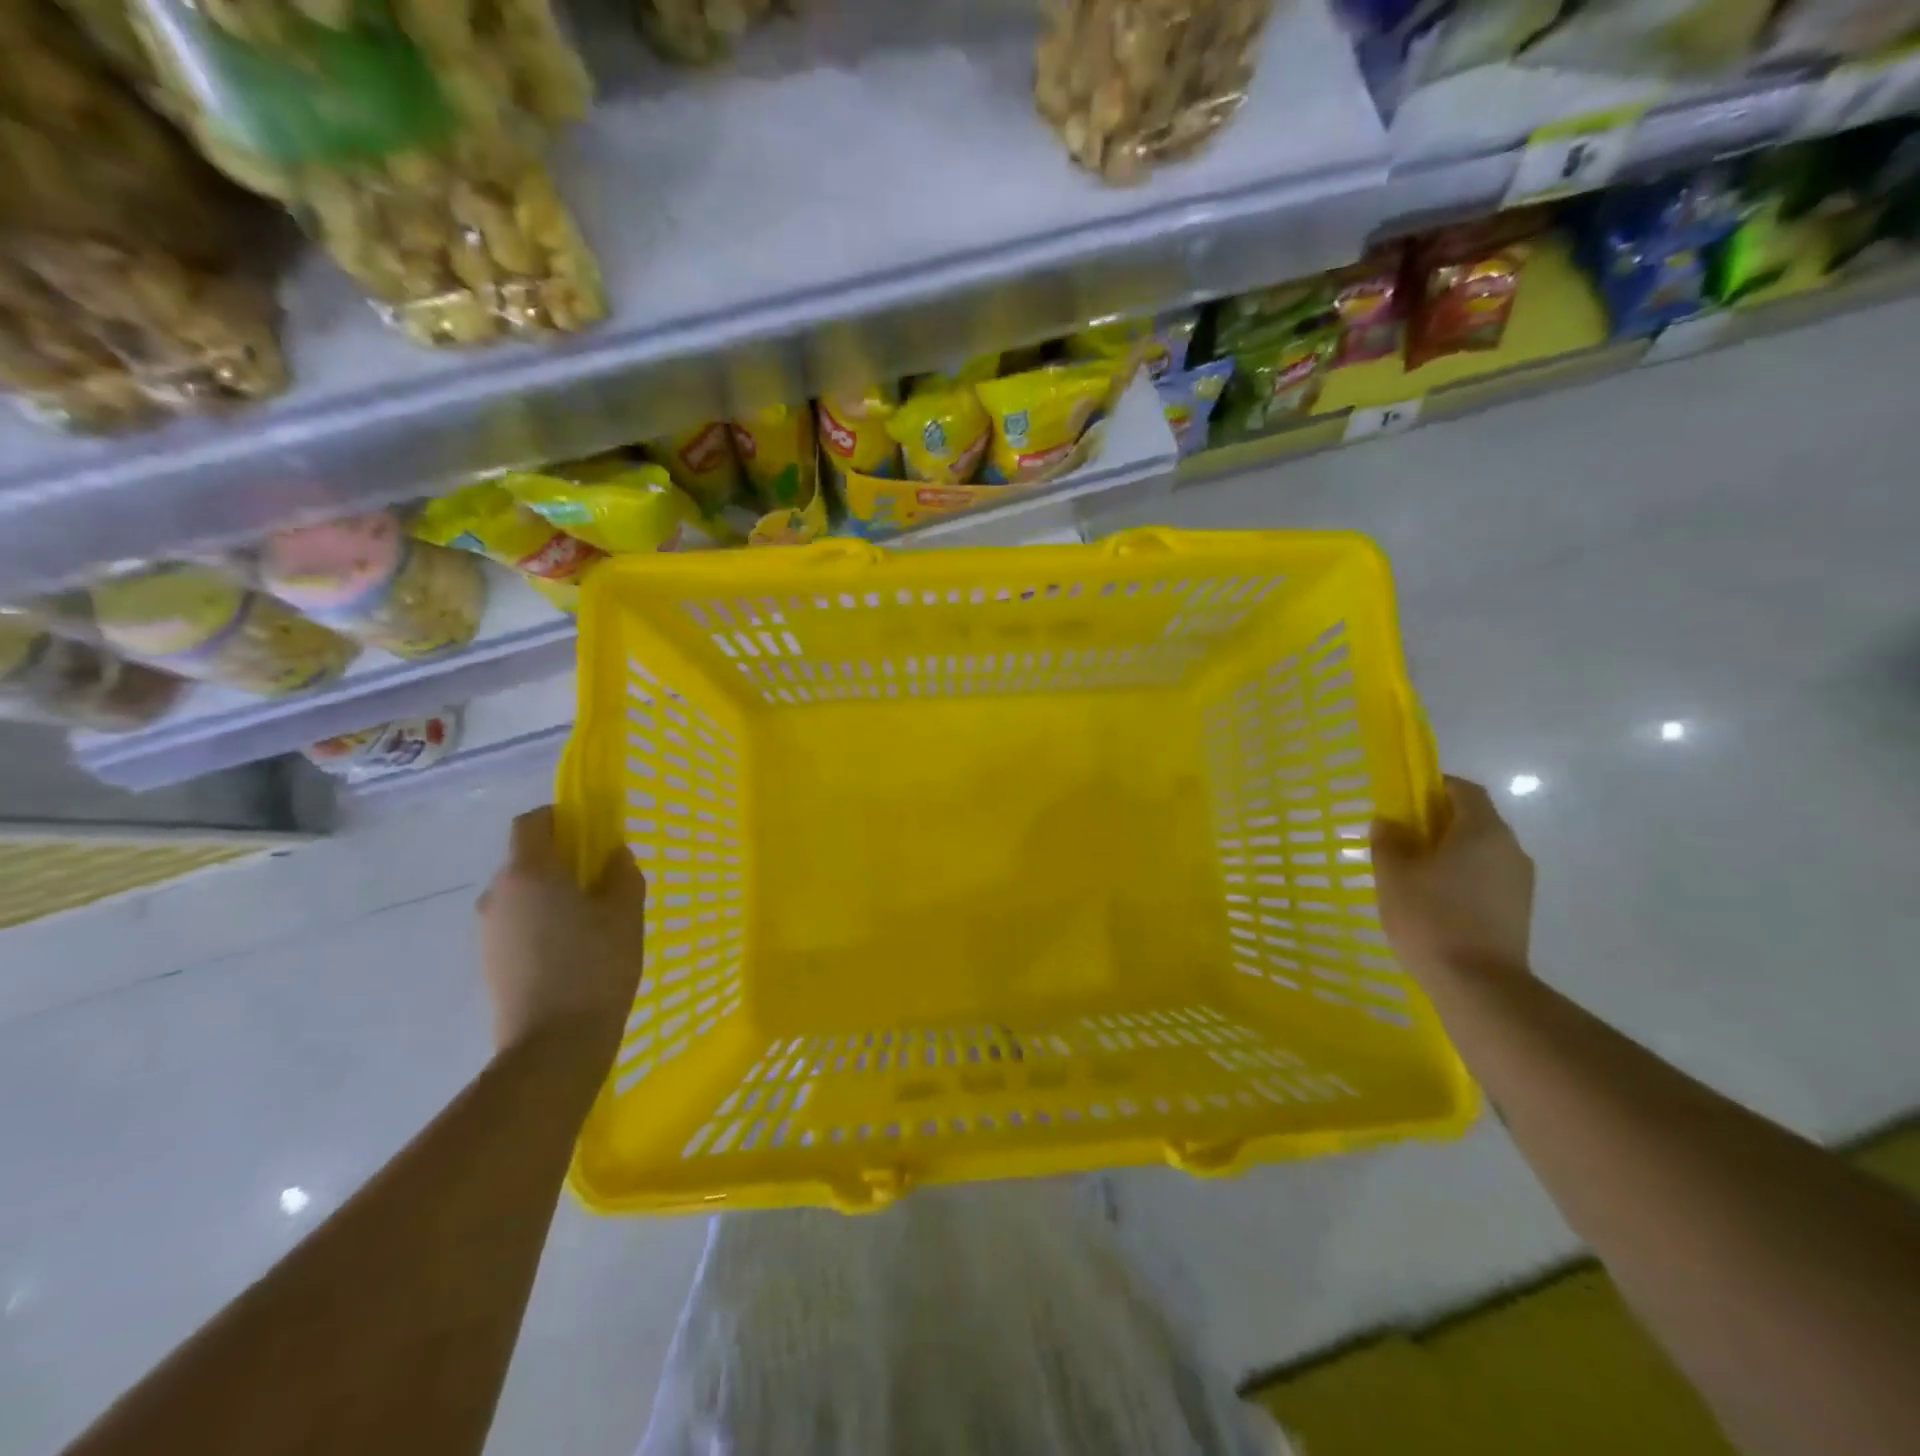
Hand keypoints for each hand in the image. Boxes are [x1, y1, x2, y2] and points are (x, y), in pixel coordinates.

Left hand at [477, 806, 646, 1056]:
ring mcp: (488, 931)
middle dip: (561, 859)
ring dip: (551, 894)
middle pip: (525, 858)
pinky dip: (541, 923)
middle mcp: (498, 894)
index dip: (561, 818)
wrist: (553, 1047)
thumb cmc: (595, 967)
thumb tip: (614, 856)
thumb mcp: (626, 914)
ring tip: (590, 920)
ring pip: (521, 894)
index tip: (592, 831)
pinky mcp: (489, 962)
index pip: (532, 822)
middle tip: (602, 879)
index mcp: (528, 872)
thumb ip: (622, 875)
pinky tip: (571, 950)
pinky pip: (517, 924)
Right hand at [1371, 776, 1533, 983]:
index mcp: (1483, 830)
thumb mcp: (1393, 875)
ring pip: (1480, 851)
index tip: (1404, 800)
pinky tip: (1434, 900)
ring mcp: (1519, 881)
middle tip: (1400, 838)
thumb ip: (1389, 841)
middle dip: (1437, 822)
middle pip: (1474, 820)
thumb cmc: (1430, 918)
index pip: (1463, 790)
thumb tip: (1389, 822)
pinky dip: (1461, 877)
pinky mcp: (1518, 909)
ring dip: (1449, 852)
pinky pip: (1486, 877)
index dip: (1433, 787)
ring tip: (1413, 874)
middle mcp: (1510, 848)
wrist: (1478, 985)